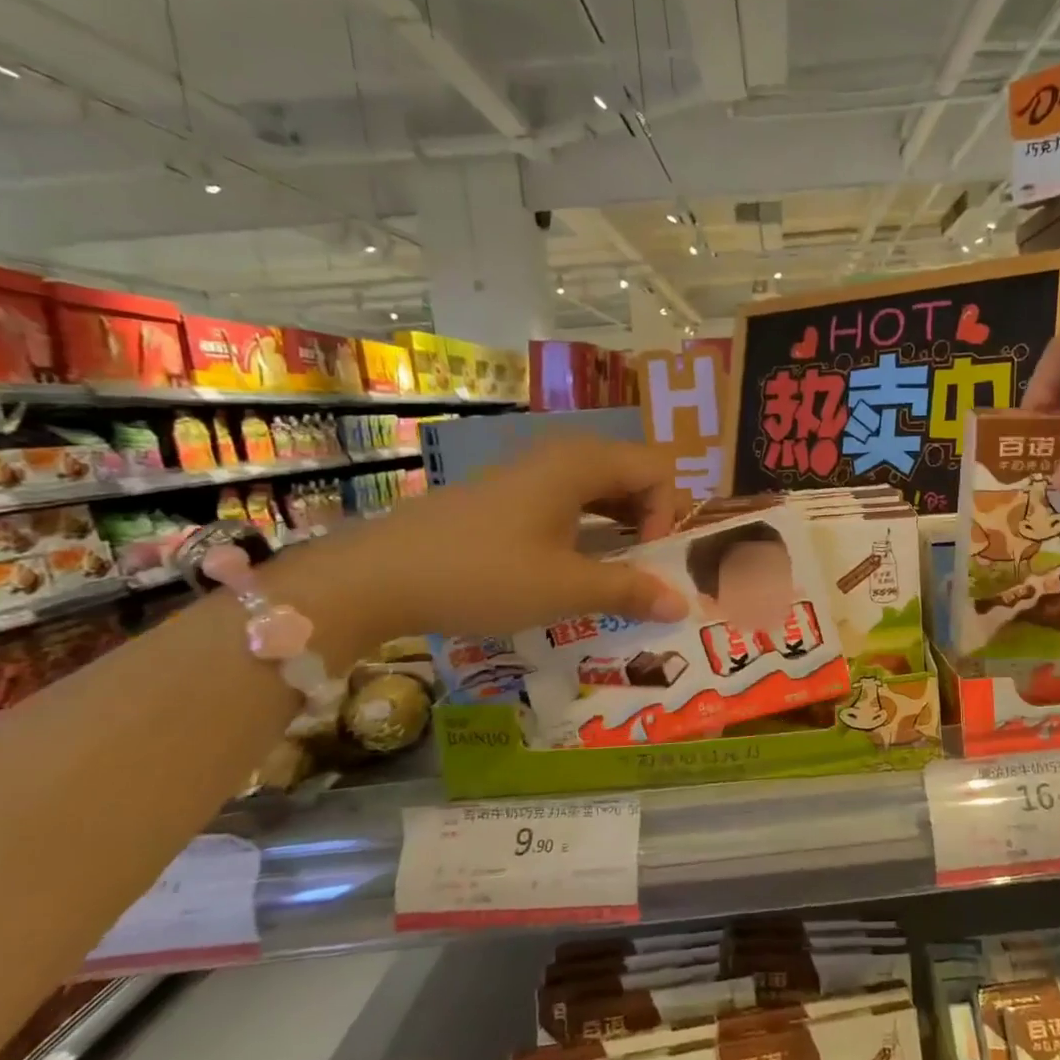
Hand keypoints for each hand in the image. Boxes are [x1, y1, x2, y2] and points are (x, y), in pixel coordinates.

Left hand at [293, 436, 690, 647]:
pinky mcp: (504, 494)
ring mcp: (528, 472)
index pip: (658, 469)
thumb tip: (683, 603)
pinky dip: (586, 526)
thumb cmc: (482, 575)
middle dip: (648, 518)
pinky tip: (570, 563)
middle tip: (641, 566)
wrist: (375, 576)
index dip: (666, 513)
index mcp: (581, 464)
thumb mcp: (564, 588)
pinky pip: (566, 498)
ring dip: (618, 524)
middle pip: (631, 472)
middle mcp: (559, 456)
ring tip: (614, 570)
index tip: (647, 559)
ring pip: (597, 486)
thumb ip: (630, 591)